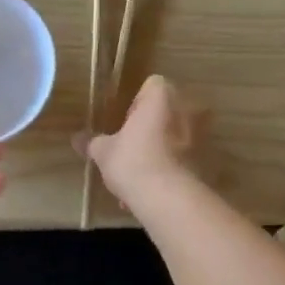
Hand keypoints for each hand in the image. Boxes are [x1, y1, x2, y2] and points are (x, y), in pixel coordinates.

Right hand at [76, 75, 198, 204]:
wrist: (169, 199)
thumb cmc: (133, 162)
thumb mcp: (104, 152)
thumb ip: (92, 142)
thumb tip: (75, 138)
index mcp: (162, 96)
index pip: (152, 85)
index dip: (137, 103)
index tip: (126, 125)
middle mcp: (187, 108)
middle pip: (167, 110)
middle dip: (152, 127)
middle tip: (133, 148)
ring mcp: (202, 134)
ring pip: (178, 136)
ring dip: (163, 149)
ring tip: (142, 177)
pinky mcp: (209, 160)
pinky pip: (186, 158)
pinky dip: (174, 168)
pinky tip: (155, 190)